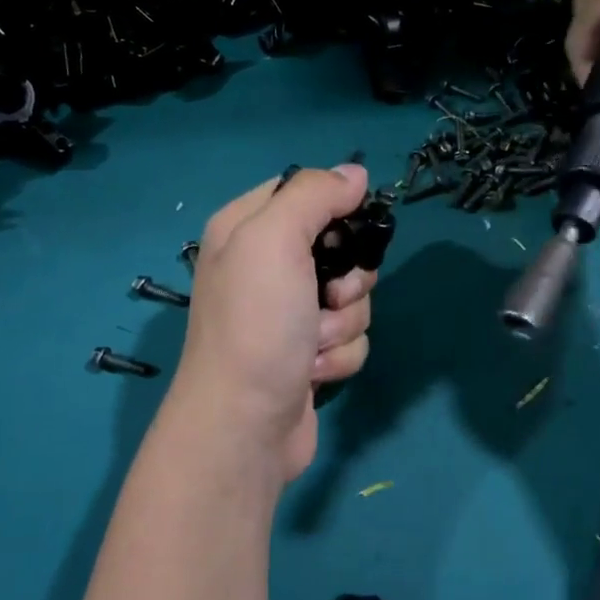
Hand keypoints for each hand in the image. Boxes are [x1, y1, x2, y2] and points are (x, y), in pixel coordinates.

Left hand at [167, 164, 378, 480]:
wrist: (243, 425)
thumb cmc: (255, 323)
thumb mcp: (274, 239)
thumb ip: (314, 196)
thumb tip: (356, 173)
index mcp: (245, 229)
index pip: (304, 192)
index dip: (335, 209)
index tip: (346, 231)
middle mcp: (264, 267)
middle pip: (340, 247)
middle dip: (347, 278)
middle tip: (326, 296)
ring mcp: (287, 314)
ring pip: (352, 296)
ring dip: (342, 322)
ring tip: (311, 343)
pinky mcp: (307, 353)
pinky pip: (350, 337)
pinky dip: (339, 355)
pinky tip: (312, 372)